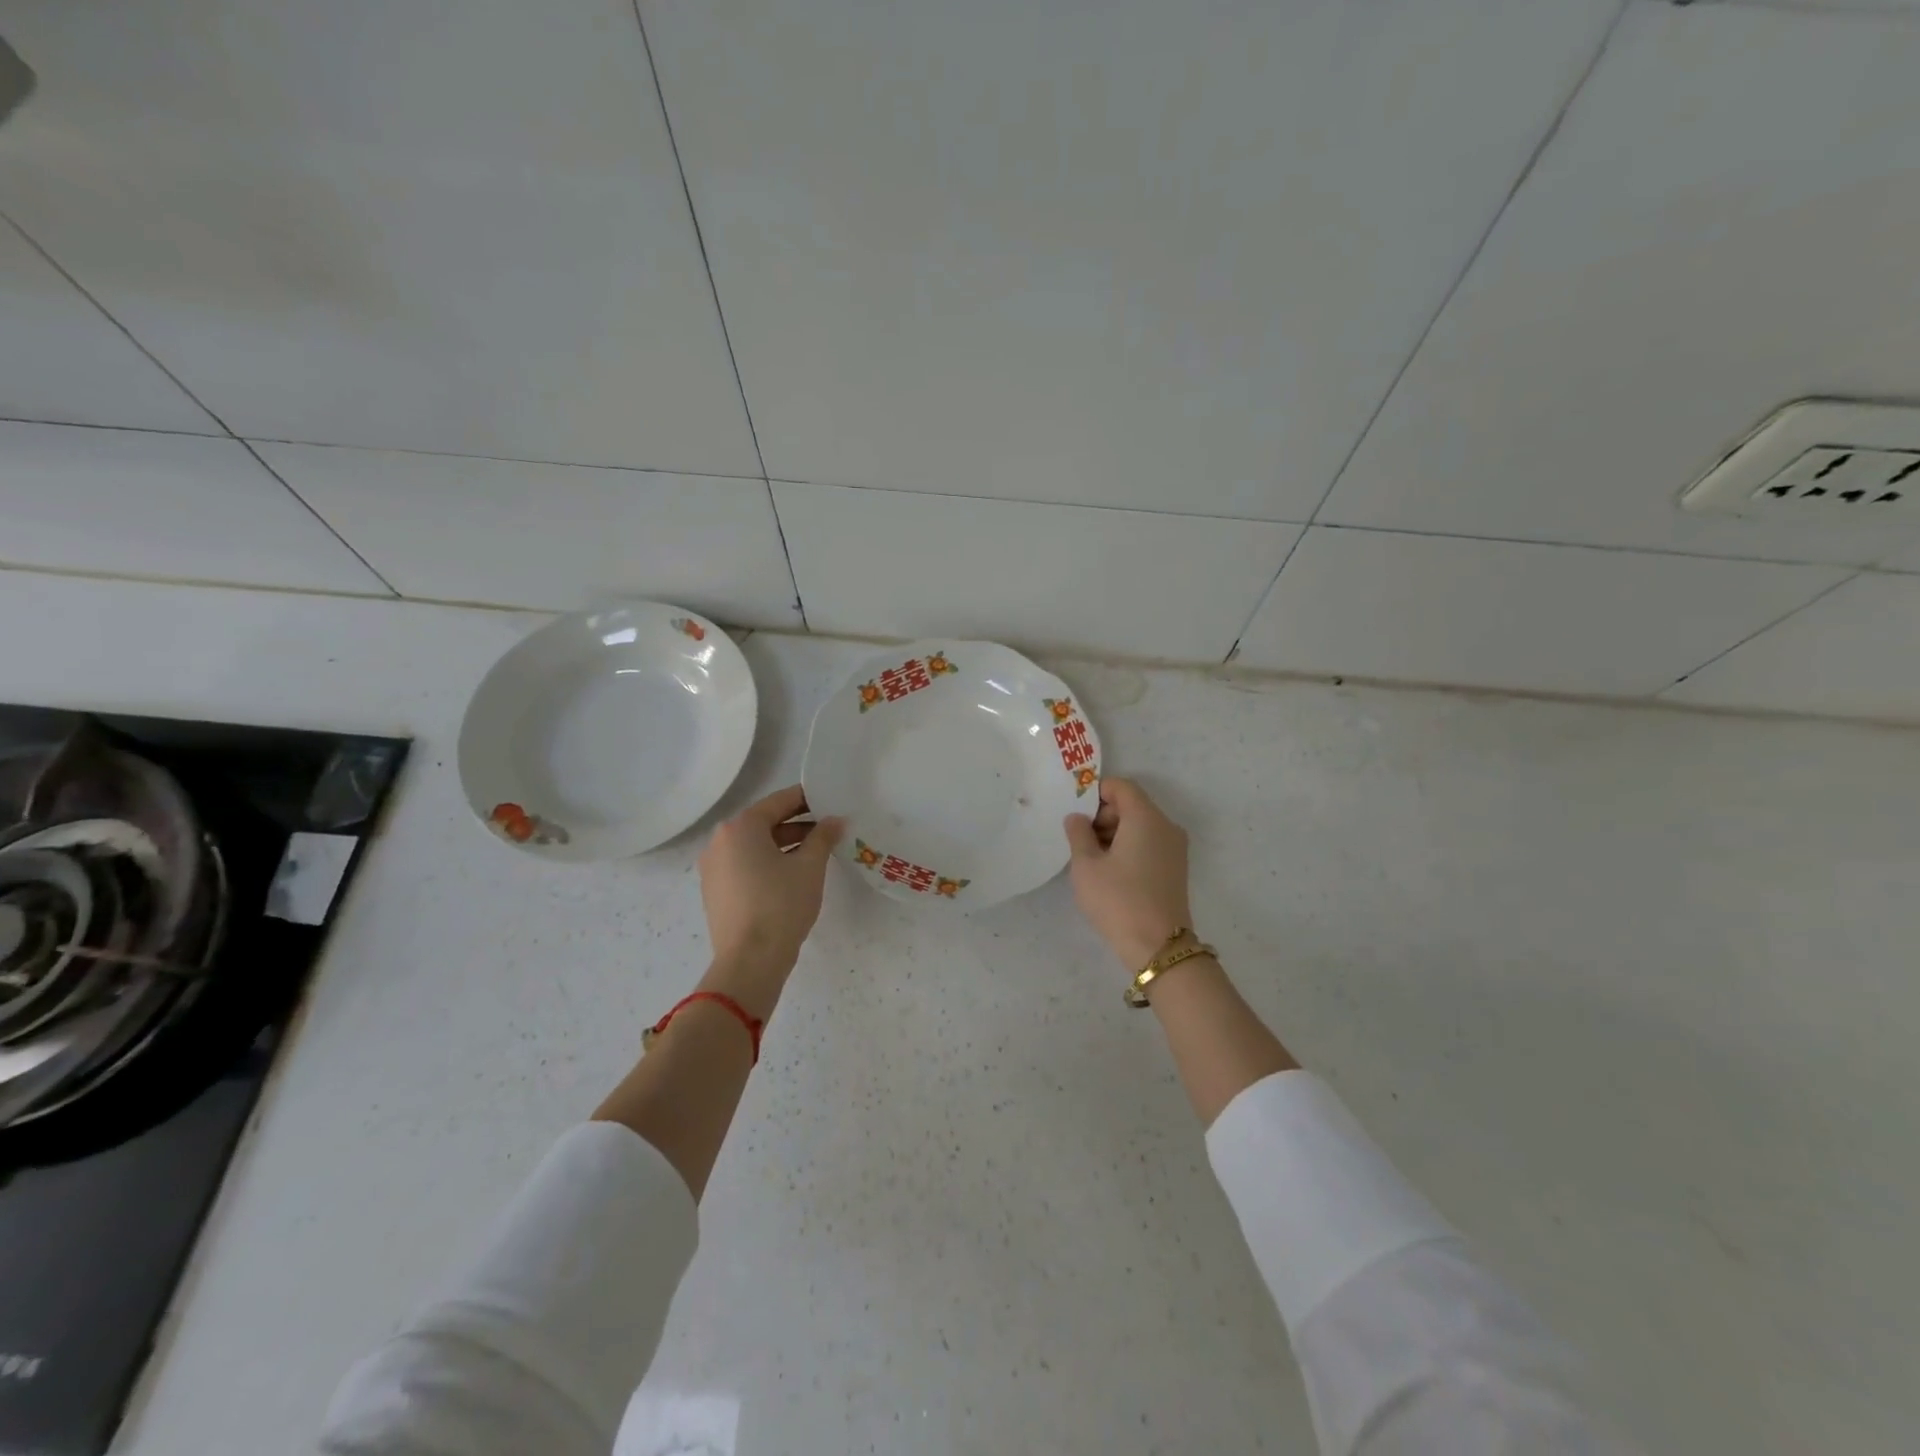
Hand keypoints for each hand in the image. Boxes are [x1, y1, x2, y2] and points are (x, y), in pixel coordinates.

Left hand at [698, 785, 843, 981]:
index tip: (829, 800)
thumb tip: (834, 820)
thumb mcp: (810, 867)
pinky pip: (745, 866)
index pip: (778, 802)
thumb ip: (823, 837)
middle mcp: (720, 842)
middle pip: (764, 823)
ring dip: (784, 845)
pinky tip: (792, 875)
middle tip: (828, 828)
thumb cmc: (781, 905)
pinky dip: (768, 863)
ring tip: (816, 853)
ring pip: (754, 846)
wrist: (750, 962)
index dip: (807, 799)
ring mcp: (713, 868)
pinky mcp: (715, 892)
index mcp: (740, 828)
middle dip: (797, 824)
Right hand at [1064, 777, 1194, 968]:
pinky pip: (1149, 843)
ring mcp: (1175, 848)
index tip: (1076, 815)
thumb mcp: (1086, 866)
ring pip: (1140, 825)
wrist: (1158, 946)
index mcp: (1146, 817)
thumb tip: (1077, 818)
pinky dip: (1129, 848)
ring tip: (1092, 861)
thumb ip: (1078, 834)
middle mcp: (1166, 826)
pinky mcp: (1175, 868)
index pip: (1121, 786)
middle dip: (1103, 815)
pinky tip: (1111, 873)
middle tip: (1080, 841)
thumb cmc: (1118, 900)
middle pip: (1132, 804)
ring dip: (1114, 833)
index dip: (1096, 793)